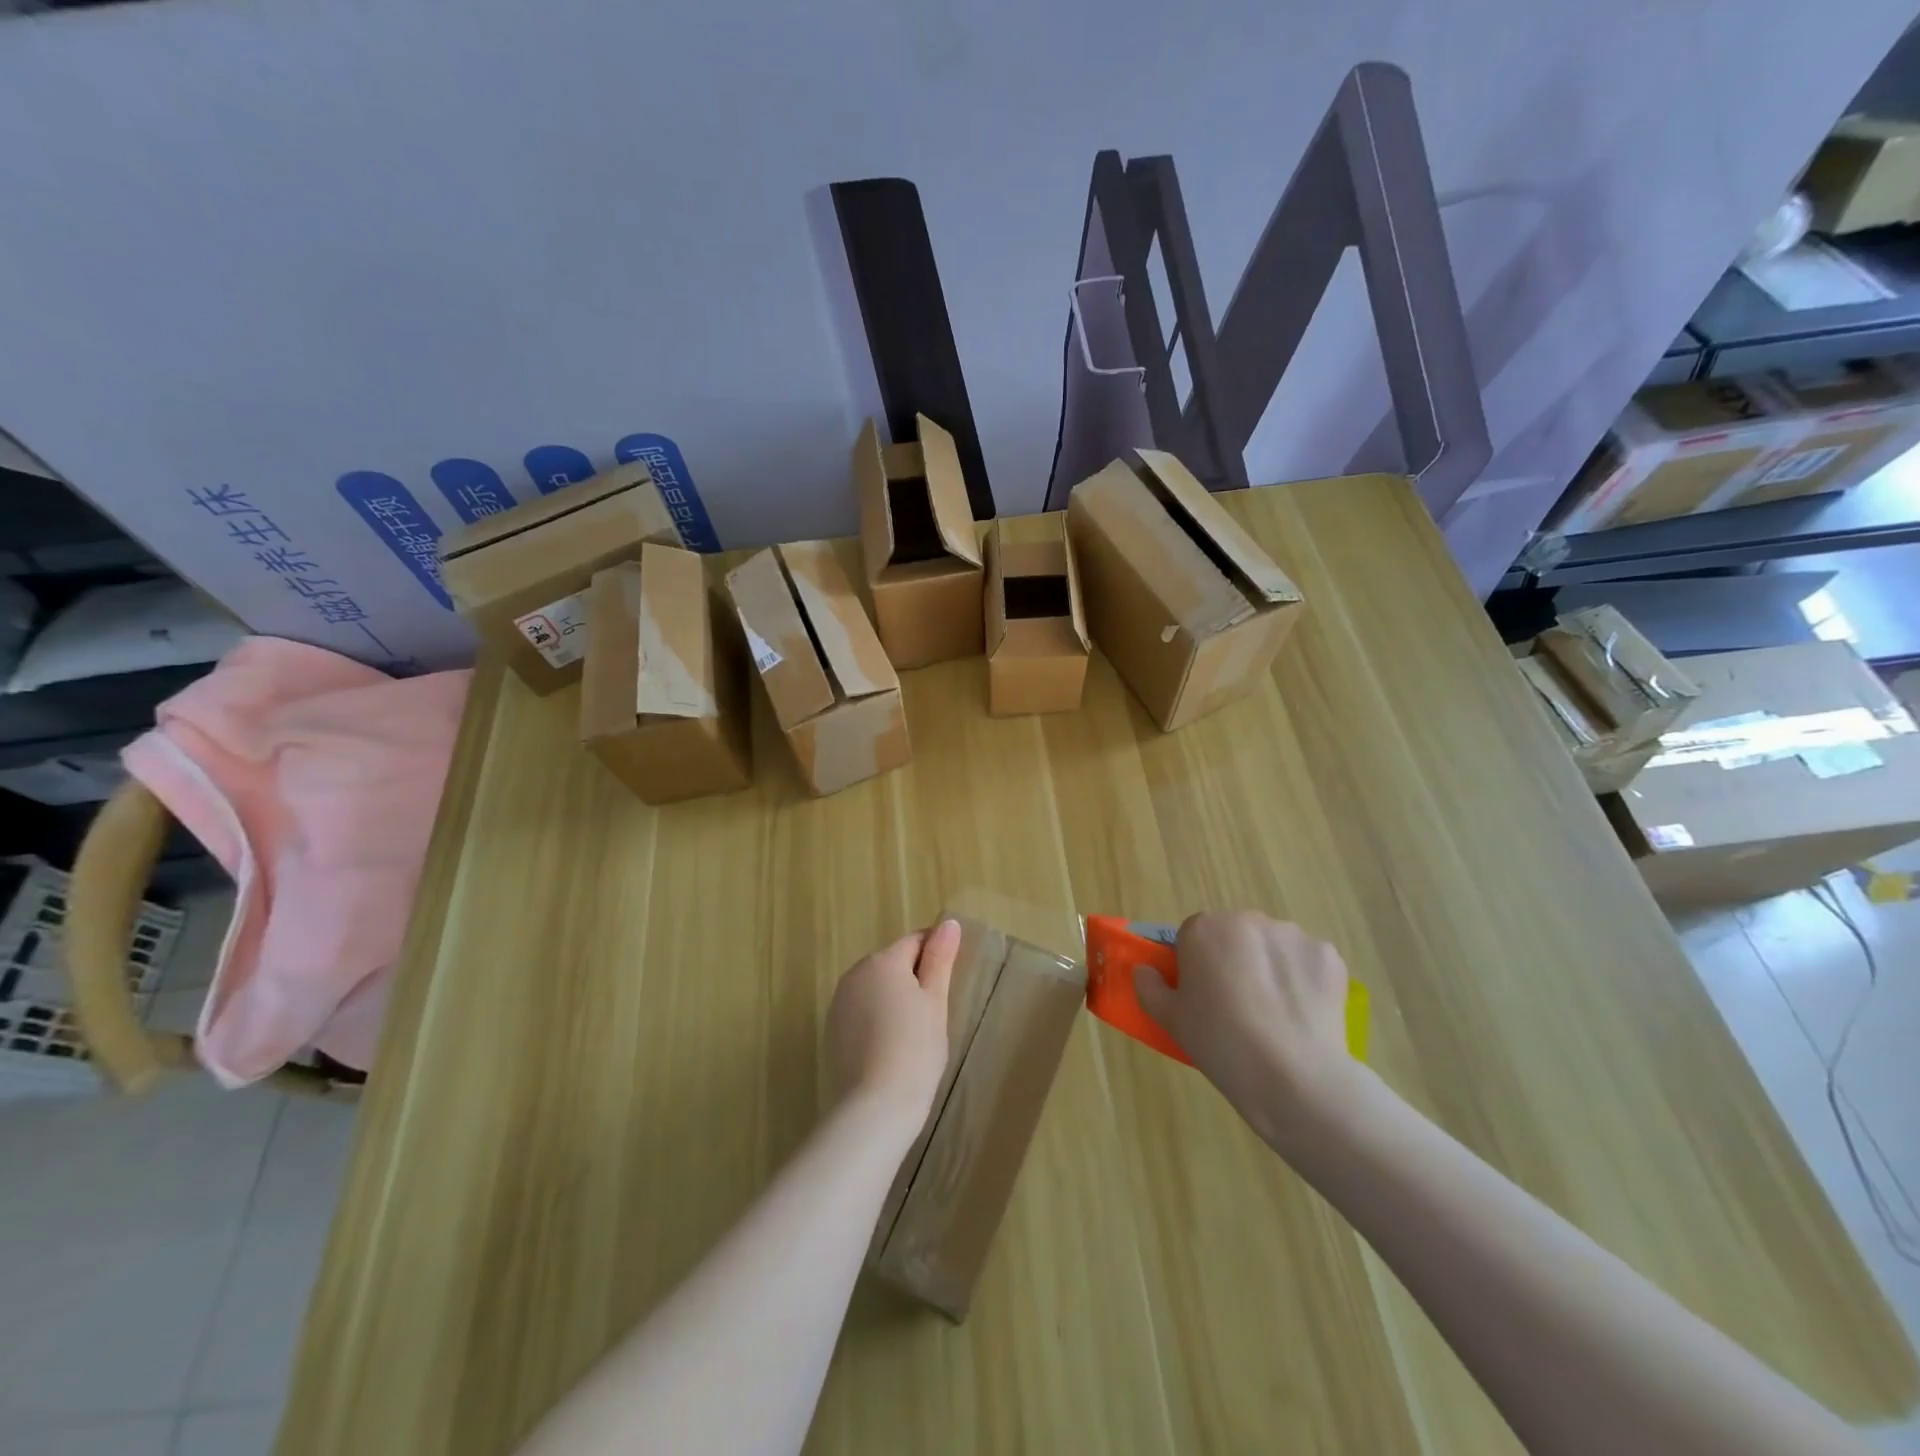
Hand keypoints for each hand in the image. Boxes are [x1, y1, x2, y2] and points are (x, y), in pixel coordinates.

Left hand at [825, 920, 959, 1131]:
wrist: (874, 1108)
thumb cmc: (915, 1050)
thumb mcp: (935, 1002)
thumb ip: (940, 959)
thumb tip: (948, 922)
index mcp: (882, 961)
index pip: (915, 941)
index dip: (936, 956)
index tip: (949, 983)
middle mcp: (855, 974)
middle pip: (893, 964)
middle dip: (914, 979)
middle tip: (935, 1015)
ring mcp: (839, 1003)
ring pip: (876, 989)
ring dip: (895, 1000)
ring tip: (914, 1035)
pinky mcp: (832, 1031)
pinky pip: (862, 1012)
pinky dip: (878, 1021)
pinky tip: (891, 1049)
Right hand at [1133, 911, 1353, 1146]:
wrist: (1294, 1078)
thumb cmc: (1220, 1043)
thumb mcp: (1170, 1020)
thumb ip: (1149, 987)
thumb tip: (1144, 970)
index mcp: (1204, 928)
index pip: (1192, 936)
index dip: (1196, 966)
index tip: (1203, 997)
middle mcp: (1247, 919)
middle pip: (1234, 935)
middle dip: (1234, 961)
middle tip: (1237, 1007)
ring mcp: (1291, 934)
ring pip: (1272, 947)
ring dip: (1270, 968)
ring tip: (1274, 1015)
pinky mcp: (1328, 955)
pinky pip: (1306, 962)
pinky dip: (1303, 981)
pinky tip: (1302, 1014)